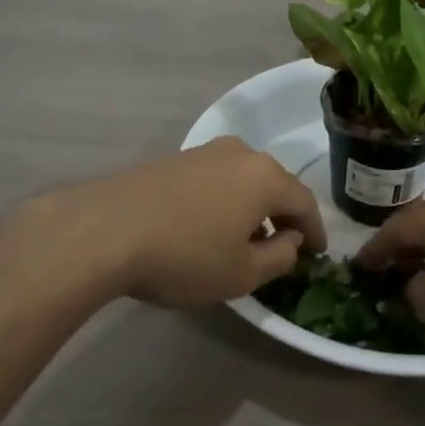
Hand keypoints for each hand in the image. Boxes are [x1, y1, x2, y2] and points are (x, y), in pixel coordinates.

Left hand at [24, 138, 325, 309]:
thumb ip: (280, 257)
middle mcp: (240, 154)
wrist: (105, 229)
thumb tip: (290, 241)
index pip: (305, 202)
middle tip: (285, 244)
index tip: (319, 253)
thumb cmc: (185, 255)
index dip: (316, 230)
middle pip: (274, 184)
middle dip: (283, 215)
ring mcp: (203, 152)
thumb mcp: (242, 274)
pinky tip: (209, 225)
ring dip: (251, 207)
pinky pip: (215, 179)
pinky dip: (224, 200)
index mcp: (265, 176)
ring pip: (243, 179)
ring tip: (245, 237)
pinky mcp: (173, 159)